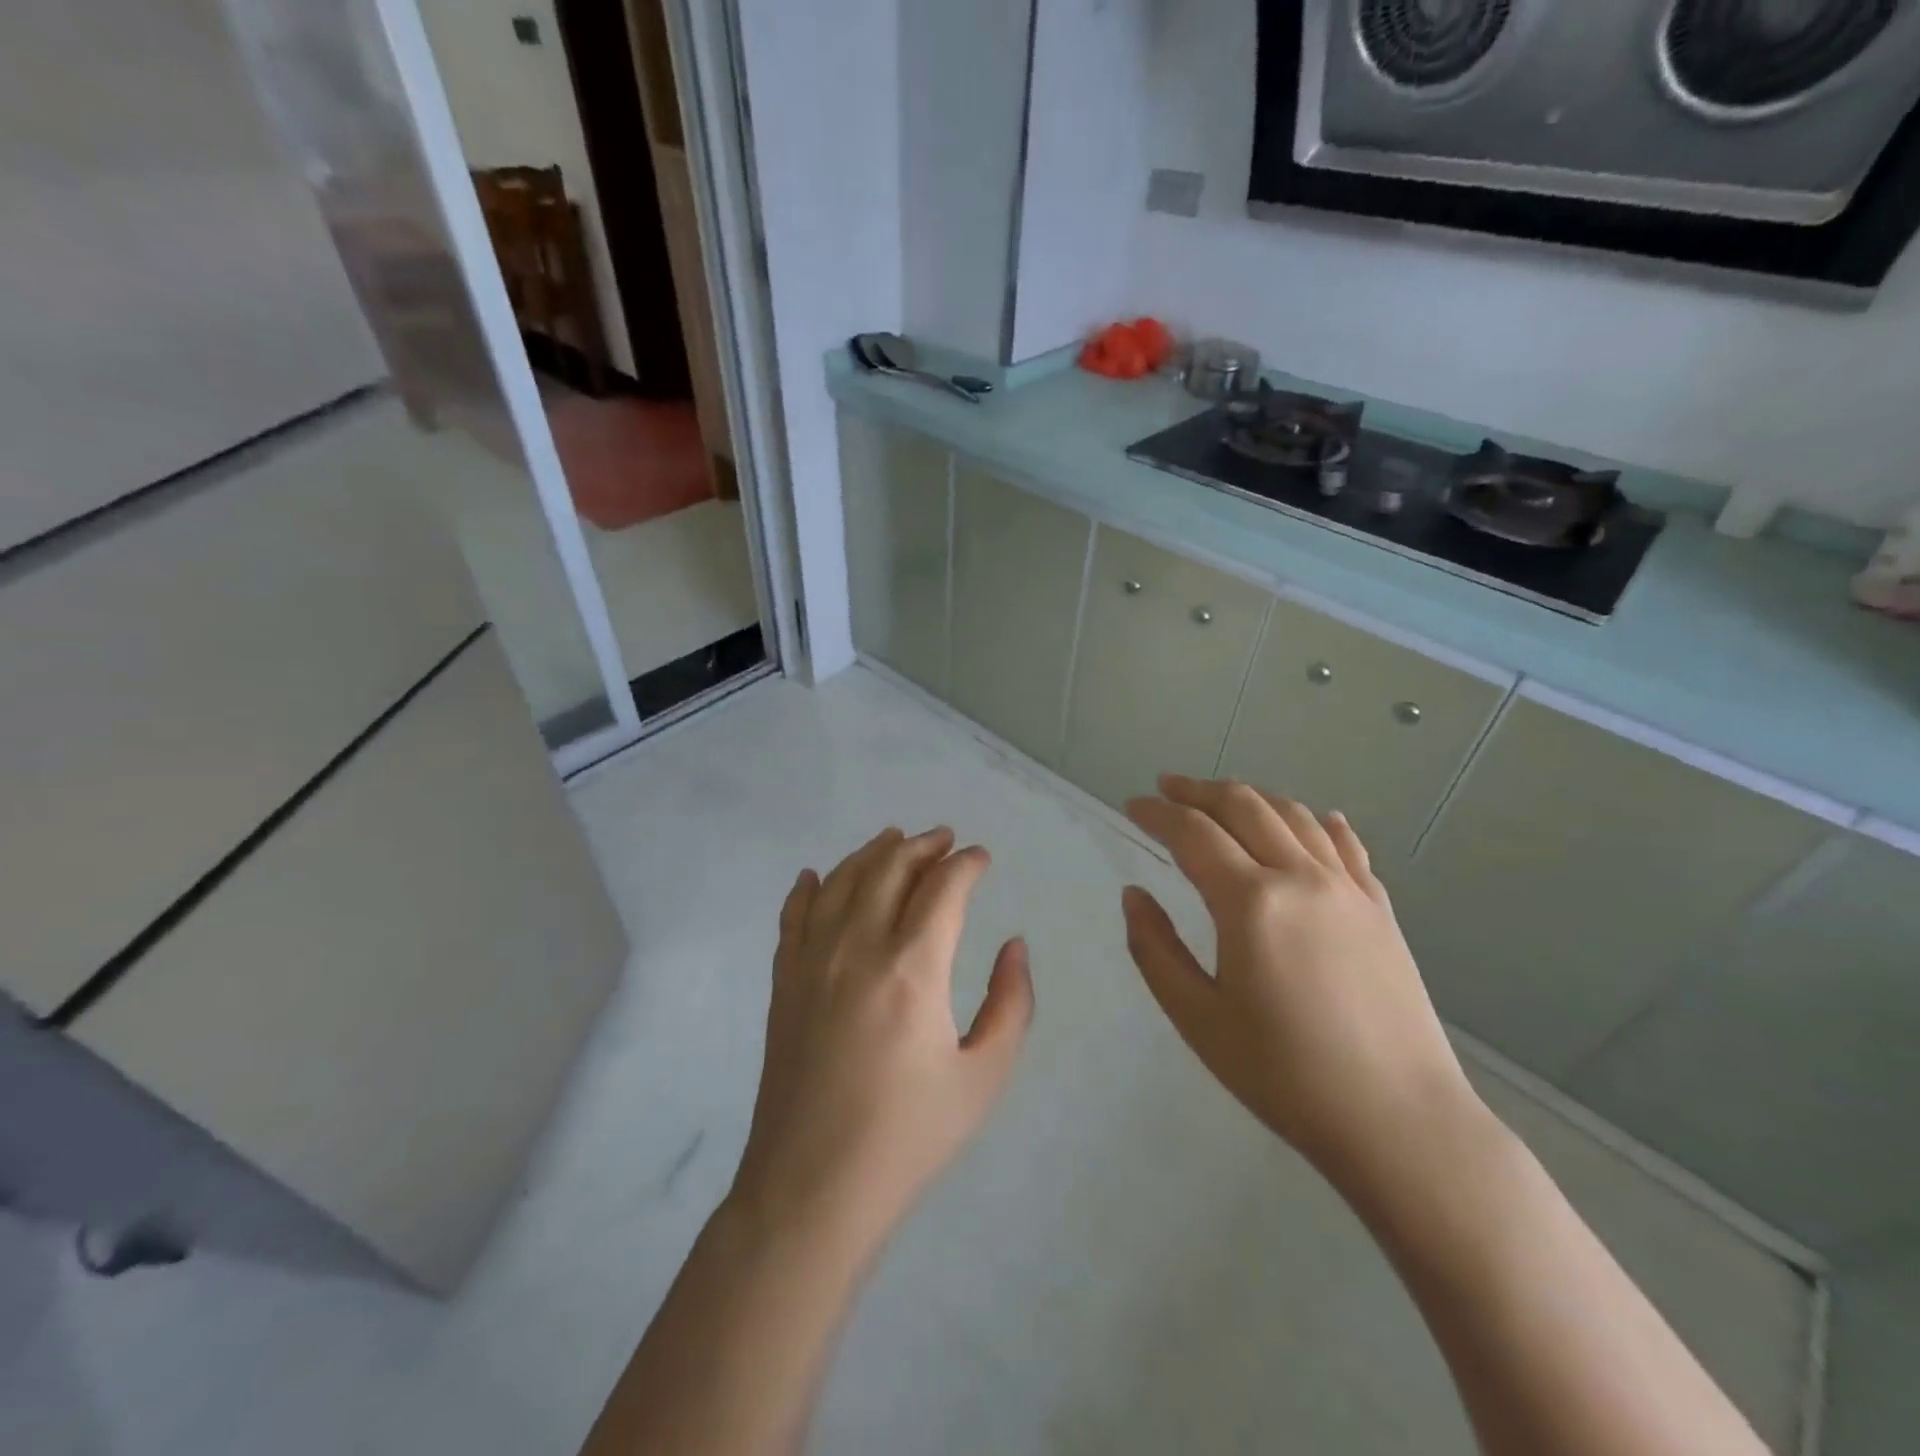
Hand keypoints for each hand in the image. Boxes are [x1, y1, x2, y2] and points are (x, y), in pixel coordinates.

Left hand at [729, 827, 1033, 1257]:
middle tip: (944, 839)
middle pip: (890, 868)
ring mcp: (813, 961)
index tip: (982, 857)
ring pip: (842, 880)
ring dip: (872, 852)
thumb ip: (1010, 1004)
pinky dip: (808, 887)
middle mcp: (859, 947)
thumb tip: (1014, 945)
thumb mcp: (983, 1077)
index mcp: (913, 968)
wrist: (812, 1188)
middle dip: (923, 845)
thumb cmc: (908, 1137)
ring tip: (894, 839)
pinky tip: (815, 876)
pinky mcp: (783, 981)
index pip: (943, 887)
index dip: (966, 864)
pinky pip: (794, 915)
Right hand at [1121, 775, 1478, 1191]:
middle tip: (1168, 787)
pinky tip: (1315, 819)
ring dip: (1252, 797)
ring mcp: (1348, 889)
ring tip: (1223, 798)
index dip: (1156, 813)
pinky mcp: (1380, 910)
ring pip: (1294, 816)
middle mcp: (1300, 877)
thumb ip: (1155, 949)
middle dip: (1199, 790)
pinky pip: (1346, 847)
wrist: (1400, 1122)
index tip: (1131, 805)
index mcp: (1250, 902)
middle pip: (1244, 807)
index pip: (1192, 833)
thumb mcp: (1198, 1019)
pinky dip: (1320, 823)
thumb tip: (1133, 895)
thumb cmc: (1285, 1075)